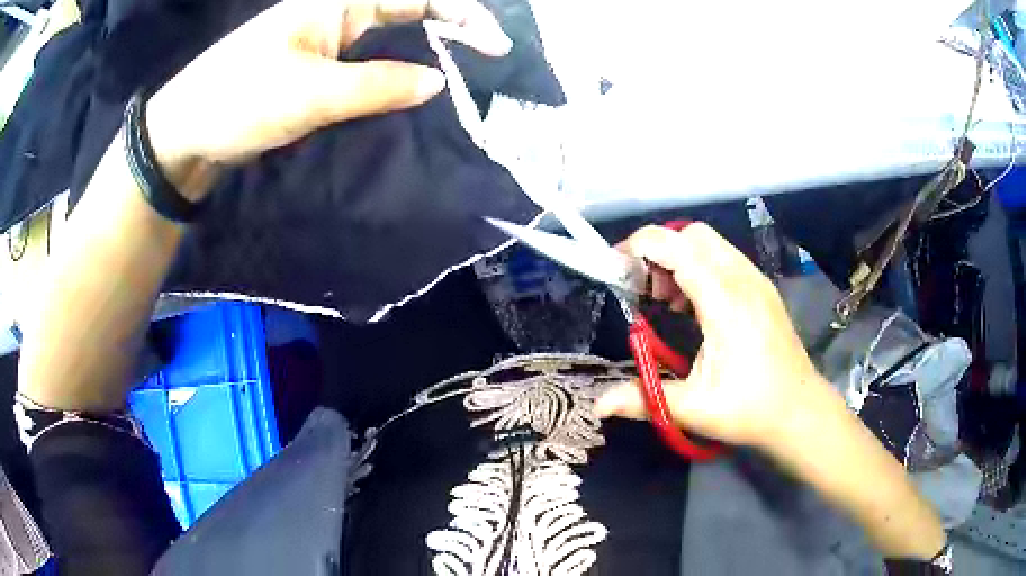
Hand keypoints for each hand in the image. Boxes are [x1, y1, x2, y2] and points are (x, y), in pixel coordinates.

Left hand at [145, 0, 511, 194]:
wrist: (186, 134)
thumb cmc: (240, 101)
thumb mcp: (313, 93)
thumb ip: (380, 85)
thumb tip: (437, 82)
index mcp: (335, 3)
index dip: (462, 14)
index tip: (497, 44)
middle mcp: (334, 14)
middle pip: (406, 11)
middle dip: (452, 28)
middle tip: (490, 57)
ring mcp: (324, 43)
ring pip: (388, 39)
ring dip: (425, 51)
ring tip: (464, 71)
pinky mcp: (313, 71)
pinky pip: (366, 65)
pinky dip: (394, 74)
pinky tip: (412, 88)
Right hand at [596, 223, 833, 450]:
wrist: (800, 411)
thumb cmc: (750, 410)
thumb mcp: (694, 408)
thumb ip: (644, 399)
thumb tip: (597, 405)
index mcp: (726, 302)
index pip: (677, 247)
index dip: (640, 246)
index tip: (616, 268)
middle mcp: (742, 279)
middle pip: (693, 235)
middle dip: (660, 251)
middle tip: (644, 291)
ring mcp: (756, 281)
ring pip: (710, 243)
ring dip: (680, 259)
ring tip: (668, 302)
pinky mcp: (762, 289)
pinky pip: (725, 258)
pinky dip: (700, 268)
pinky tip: (696, 308)